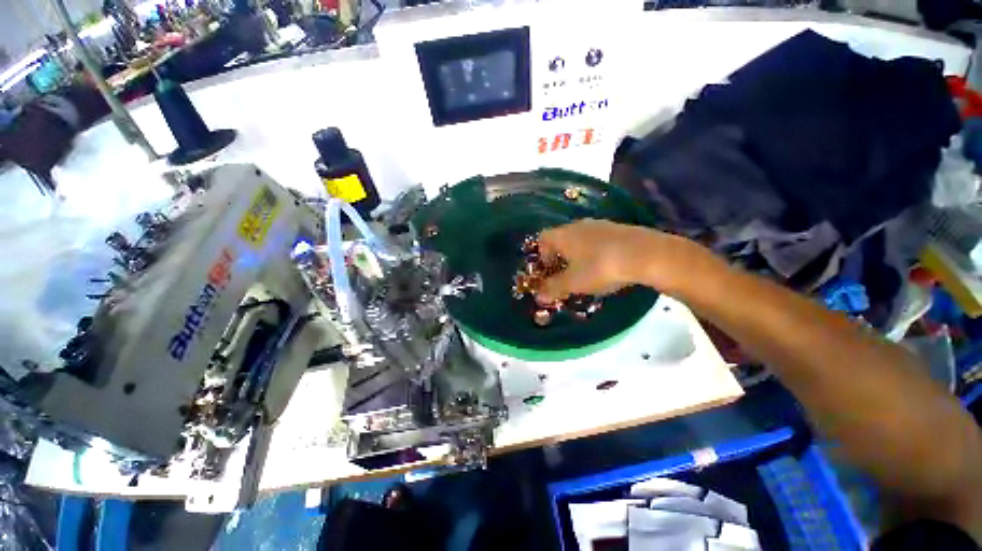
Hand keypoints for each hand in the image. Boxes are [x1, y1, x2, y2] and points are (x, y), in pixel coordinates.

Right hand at [536, 219, 683, 301]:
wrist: (644, 254)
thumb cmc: (599, 267)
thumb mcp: (573, 283)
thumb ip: (553, 288)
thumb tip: (538, 296)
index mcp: (562, 235)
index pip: (542, 239)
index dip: (542, 255)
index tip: (549, 270)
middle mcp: (577, 225)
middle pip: (561, 238)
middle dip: (560, 256)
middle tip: (566, 273)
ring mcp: (599, 224)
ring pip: (580, 238)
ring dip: (578, 253)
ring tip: (587, 271)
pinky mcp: (617, 228)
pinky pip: (597, 239)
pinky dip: (595, 250)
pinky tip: (606, 265)